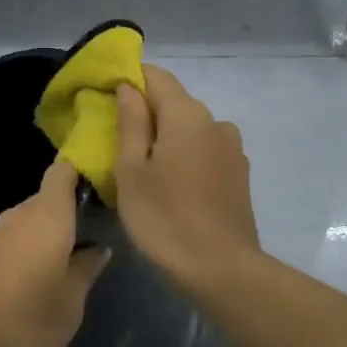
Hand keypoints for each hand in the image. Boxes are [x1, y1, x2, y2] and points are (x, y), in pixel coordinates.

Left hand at [0, 160, 110, 346]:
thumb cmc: (24, 323)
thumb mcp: (69, 305)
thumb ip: (85, 271)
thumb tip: (97, 248)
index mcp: (46, 217)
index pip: (62, 173)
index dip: (79, 173)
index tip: (98, 188)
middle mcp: (15, 217)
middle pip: (43, 201)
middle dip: (64, 215)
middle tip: (88, 240)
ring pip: (23, 226)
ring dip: (41, 240)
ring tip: (61, 267)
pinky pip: (5, 246)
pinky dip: (19, 257)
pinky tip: (27, 287)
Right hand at [115, 66, 260, 290]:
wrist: (222, 269)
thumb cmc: (165, 218)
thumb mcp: (132, 171)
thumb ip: (131, 122)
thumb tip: (129, 87)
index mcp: (187, 114)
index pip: (156, 76)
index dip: (130, 79)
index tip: (106, 97)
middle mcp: (215, 122)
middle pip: (175, 103)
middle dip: (146, 113)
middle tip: (117, 142)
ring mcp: (233, 148)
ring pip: (191, 129)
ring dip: (168, 139)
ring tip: (146, 171)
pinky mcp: (240, 174)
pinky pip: (205, 151)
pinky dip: (186, 157)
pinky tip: (174, 187)